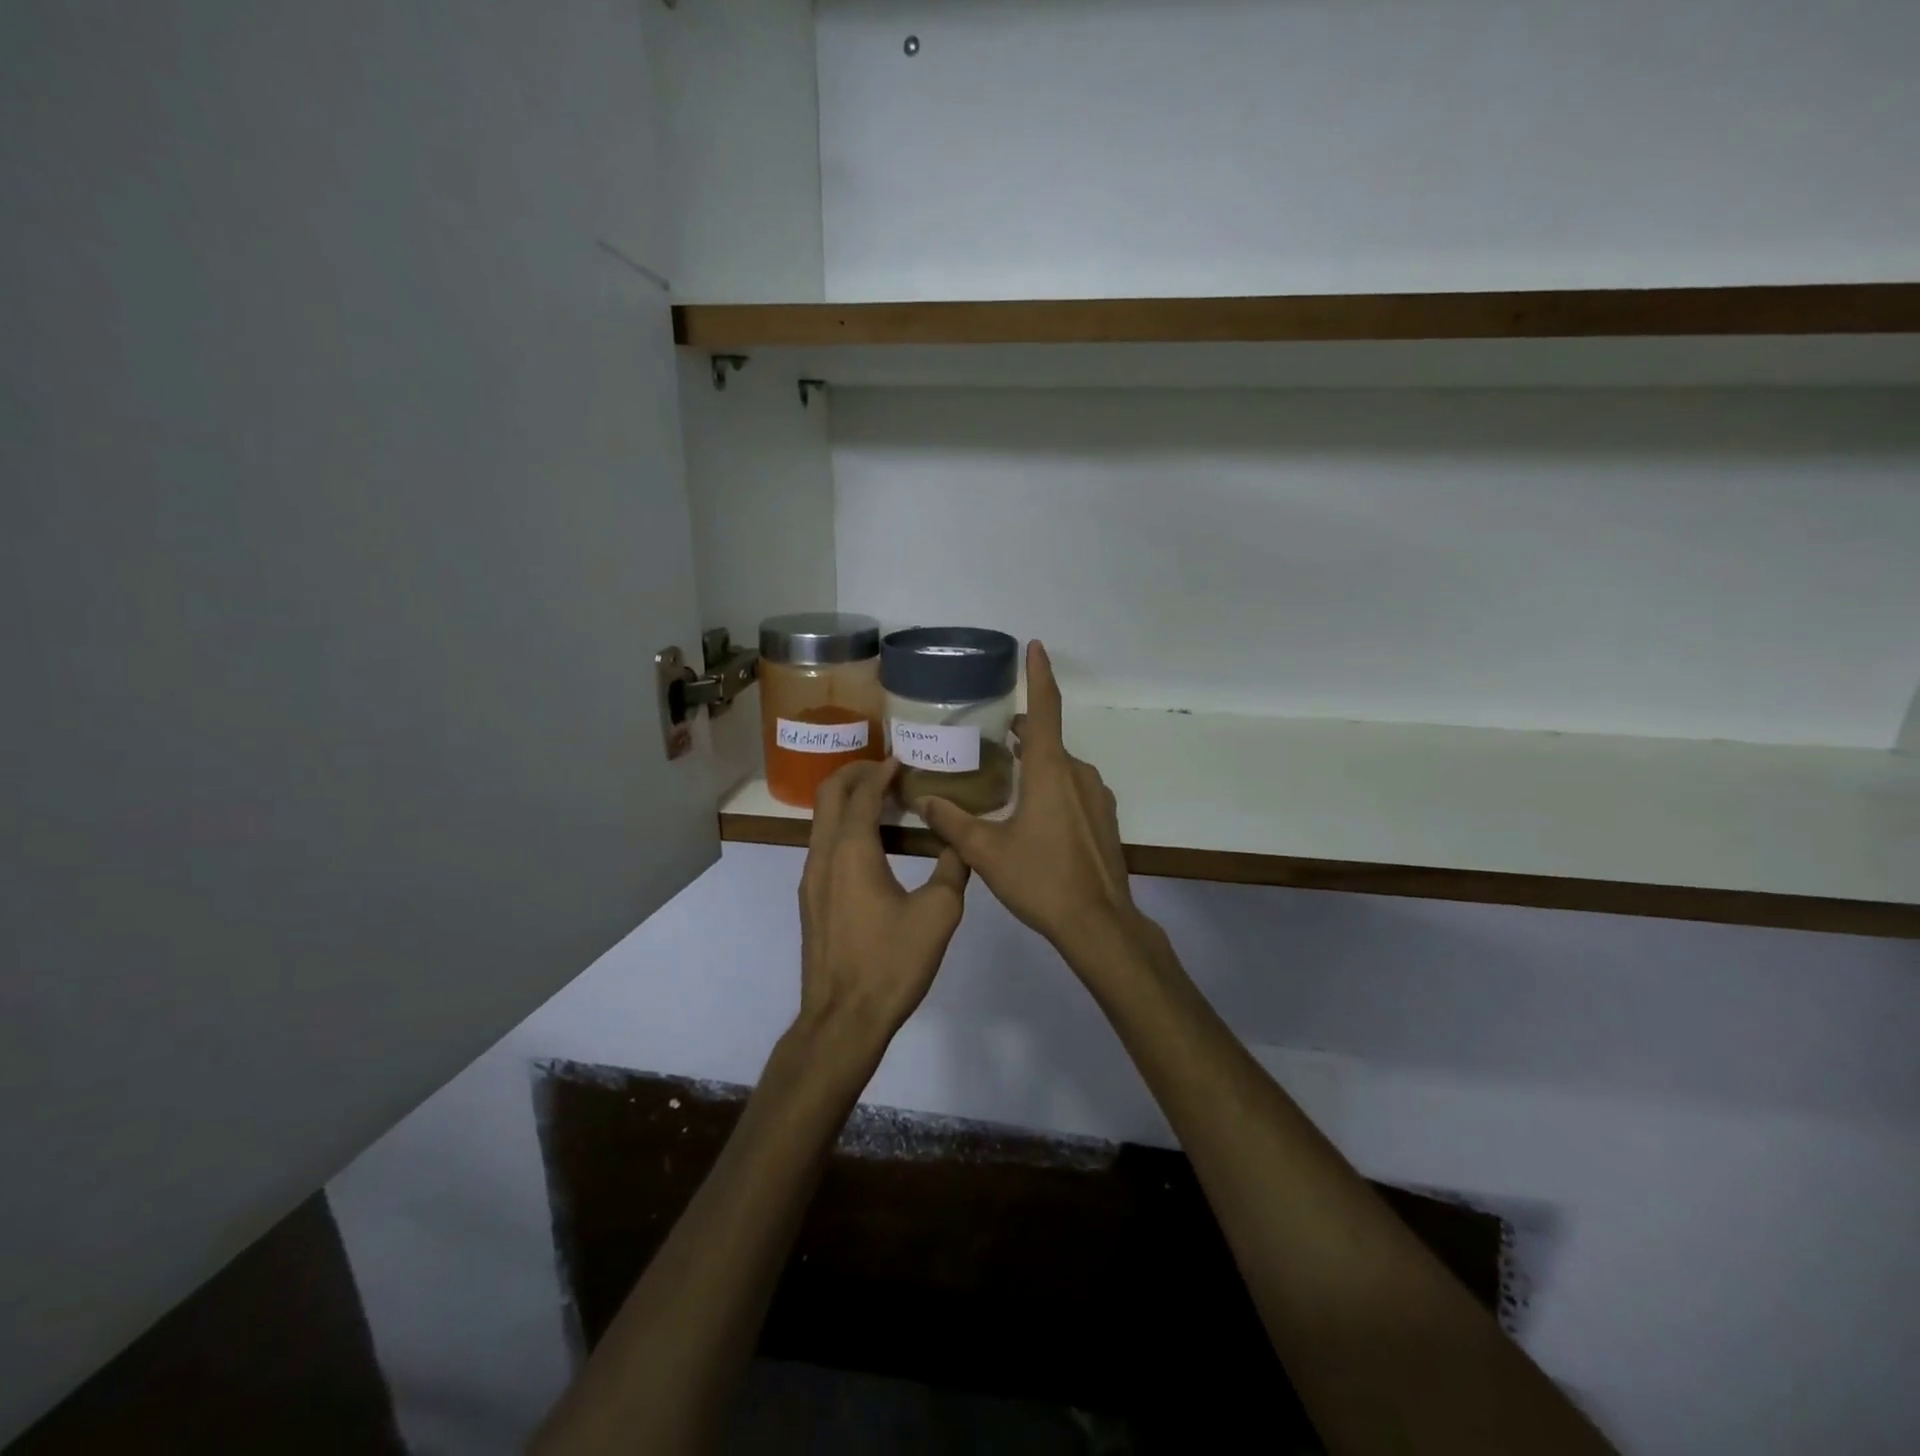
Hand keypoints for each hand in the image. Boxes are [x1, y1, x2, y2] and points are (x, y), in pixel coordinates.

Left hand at [796, 759, 969, 1055]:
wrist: (843, 1019)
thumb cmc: (891, 963)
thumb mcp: (938, 913)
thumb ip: (953, 868)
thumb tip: (959, 843)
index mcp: (851, 850)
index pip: (861, 793)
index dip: (880, 771)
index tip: (901, 759)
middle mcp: (823, 856)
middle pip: (828, 796)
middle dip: (853, 774)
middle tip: (885, 769)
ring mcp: (811, 879)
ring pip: (822, 821)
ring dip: (847, 801)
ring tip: (882, 800)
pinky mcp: (811, 901)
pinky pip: (823, 846)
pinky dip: (843, 828)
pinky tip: (871, 845)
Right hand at [918, 642, 1146, 967]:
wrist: (1099, 922)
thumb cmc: (1041, 879)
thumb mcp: (986, 852)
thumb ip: (952, 822)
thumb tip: (921, 798)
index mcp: (1051, 771)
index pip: (1046, 709)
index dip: (1039, 675)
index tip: (1035, 646)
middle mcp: (1078, 774)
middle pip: (1048, 740)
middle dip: (1023, 732)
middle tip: (991, 737)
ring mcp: (1096, 796)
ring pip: (1061, 766)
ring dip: (1036, 763)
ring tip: (1006, 777)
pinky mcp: (1103, 818)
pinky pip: (1074, 788)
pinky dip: (1052, 786)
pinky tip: (1033, 814)